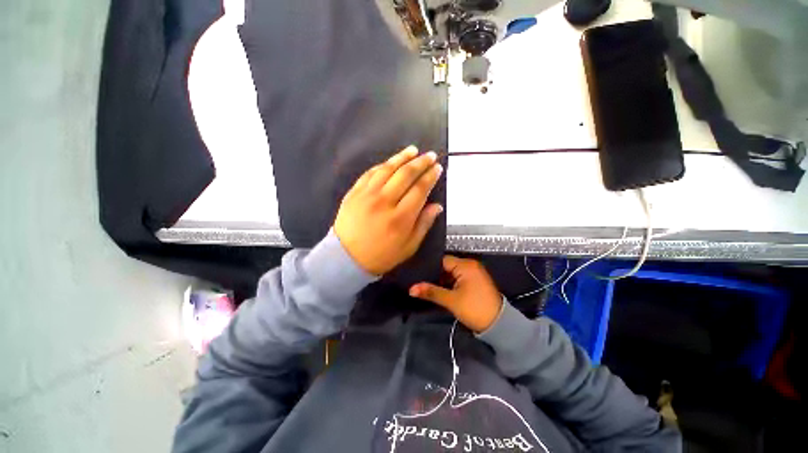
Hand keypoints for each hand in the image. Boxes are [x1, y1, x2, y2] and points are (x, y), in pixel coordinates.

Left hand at [333, 146, 443, 274]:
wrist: (345, 258)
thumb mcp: (408, 247)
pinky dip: (382, 165)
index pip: (420, 190)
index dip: (430, 177)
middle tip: (430, 155)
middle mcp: (384, 202)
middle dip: (420, 162)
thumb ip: (423, 225)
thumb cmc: (381, 256)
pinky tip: (391, 161)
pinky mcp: (354, 192)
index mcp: (400, 218)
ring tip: (413, 150)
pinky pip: (370, 173)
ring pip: (387, 169)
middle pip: (405, 175)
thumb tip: (437, 206)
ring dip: (402, 157)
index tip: (438, 167)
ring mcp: (367, 195)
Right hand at [409, 256, 502, 332]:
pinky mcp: (475, 280)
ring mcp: (474, 272)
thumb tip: (411, 289)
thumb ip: (431, 292)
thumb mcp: (451, 300)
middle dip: (435, 275)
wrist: (498, 325)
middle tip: (421, 282)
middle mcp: (470, 265)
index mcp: (466, 265)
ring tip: (428, 286)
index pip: (442, 261)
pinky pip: (458, 277)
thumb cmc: (474, 309)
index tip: (418, 275)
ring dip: (443, 280)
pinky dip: (450, 283)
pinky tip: (440, 290)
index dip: (430, 268)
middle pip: (447, 266)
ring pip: (452, 272)